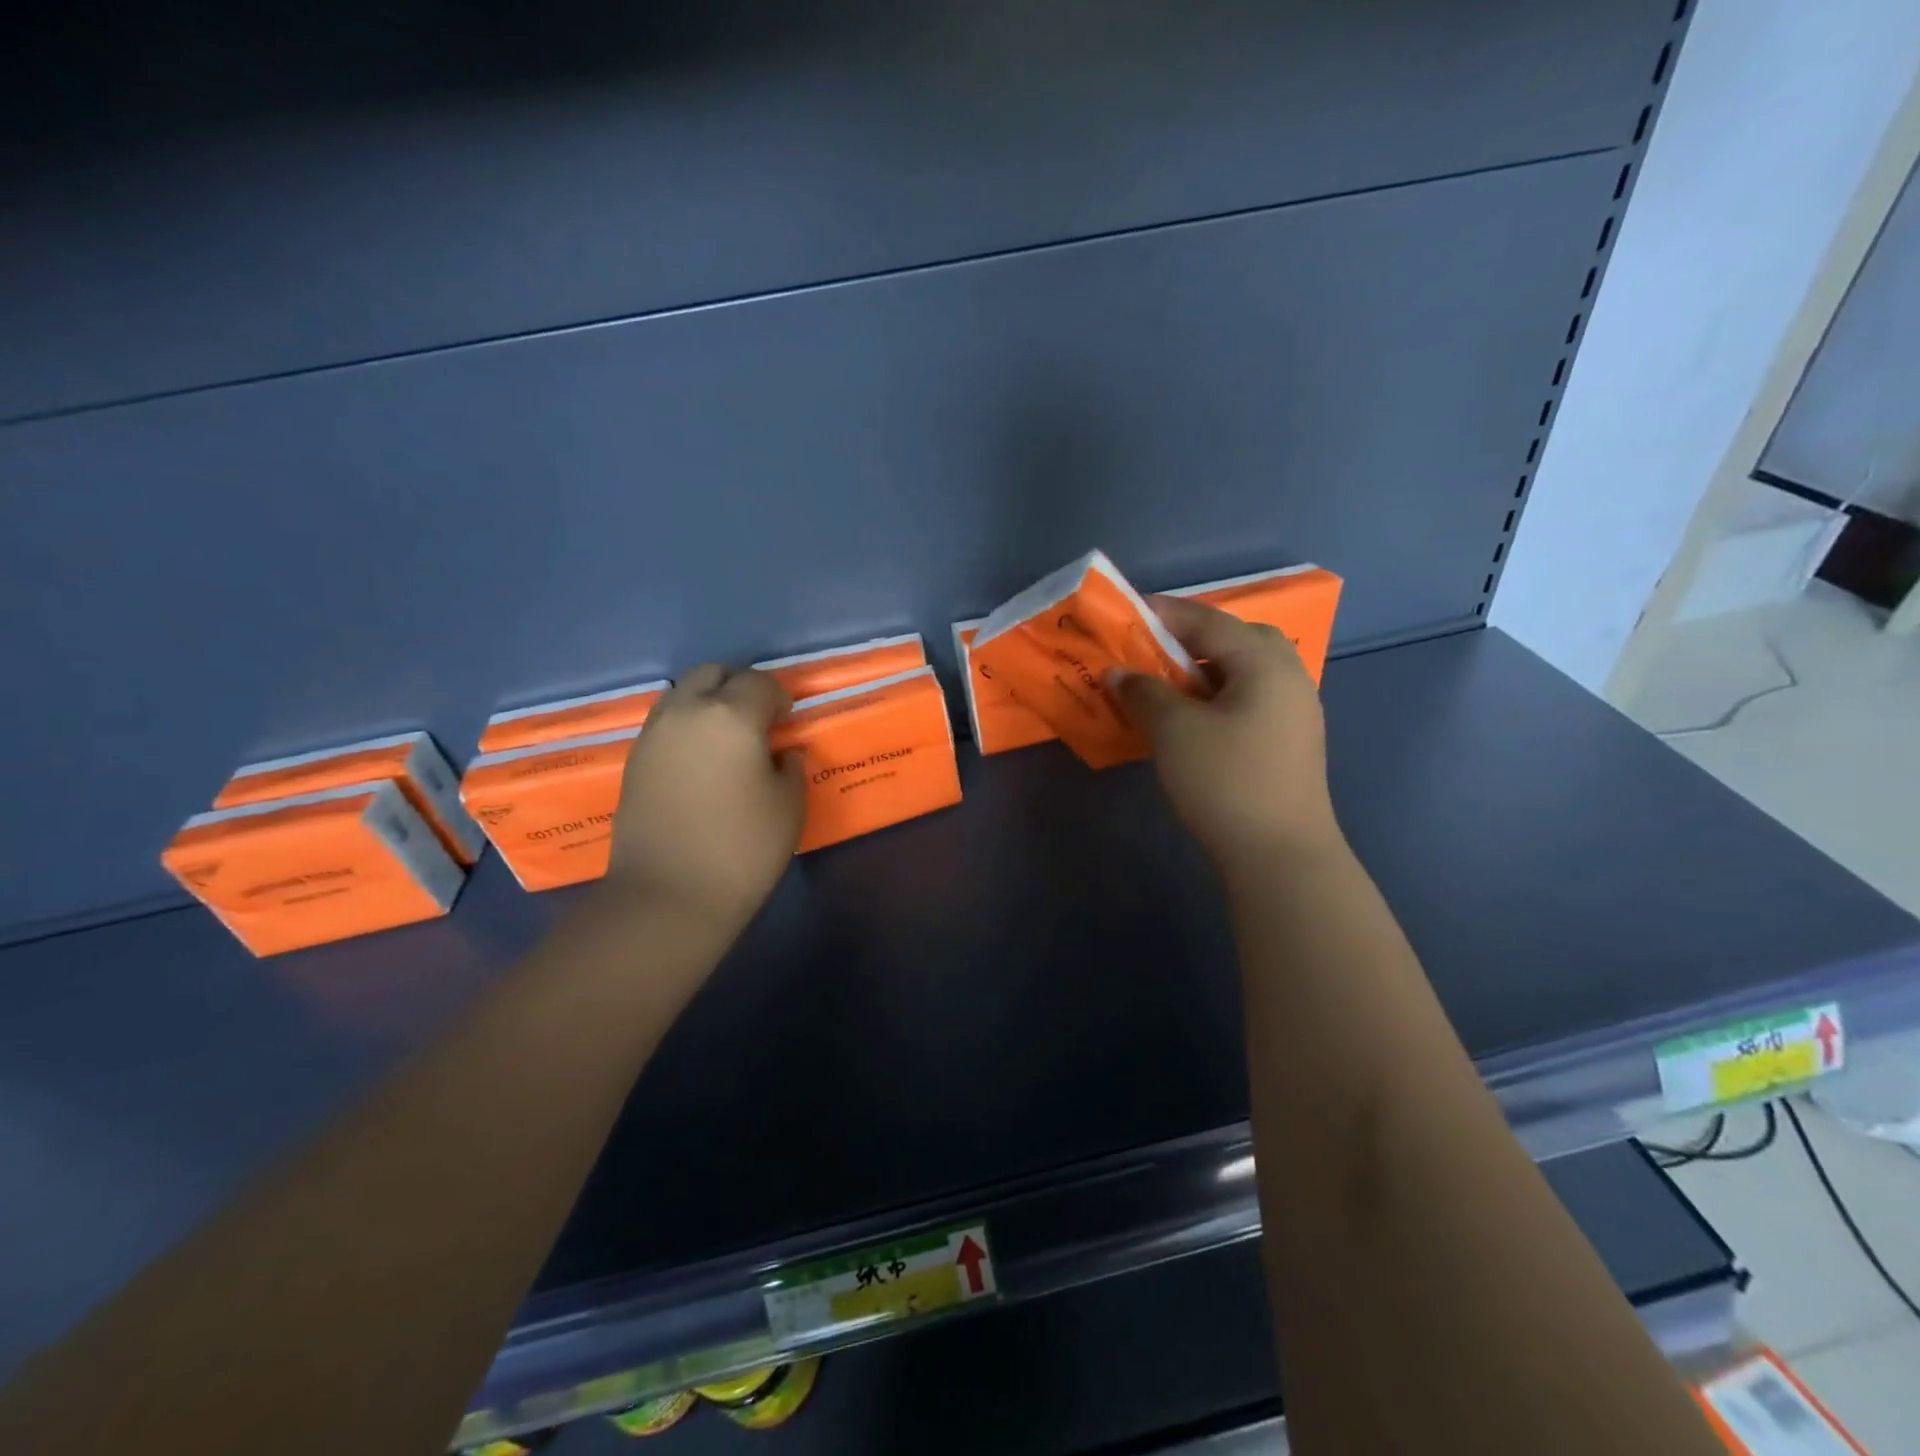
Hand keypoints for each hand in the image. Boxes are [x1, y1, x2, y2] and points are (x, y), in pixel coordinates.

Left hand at [605, 665, 806, 935]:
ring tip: (727, 738)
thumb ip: (789, 766)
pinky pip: (666, 722)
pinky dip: (687, 726)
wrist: (669, 895)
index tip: (788, 721)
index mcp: (731, 716)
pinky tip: (701, 760)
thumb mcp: (789, 806)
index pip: (760, 683)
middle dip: (738, 686)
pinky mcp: (634, 759)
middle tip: (758, 719)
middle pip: (712, 673)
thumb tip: (780, 752)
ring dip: (708, 702)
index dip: (779, 697)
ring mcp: (654, 733)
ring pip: (682, 693)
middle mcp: (687, 711)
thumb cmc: (742, 849)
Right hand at [1111, 595, 1340, 880]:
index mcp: (1264, 662)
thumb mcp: (1174, 731)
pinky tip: (1190, 718)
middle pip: (1234, 640)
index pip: (1208, 621)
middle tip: (1150, 649)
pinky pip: (1247, 699)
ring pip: (1242, 672)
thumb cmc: (1225, 781)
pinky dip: (1215, 696)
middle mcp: (1287, 677)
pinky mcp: (1289, 742)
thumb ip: (1143, 692)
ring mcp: (1294, 712)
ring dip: (1202, 669)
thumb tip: (1118, 673)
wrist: (1279, 856)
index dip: (1164, 613)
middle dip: (1189, 638)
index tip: (1125, 612)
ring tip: (1164, 683)